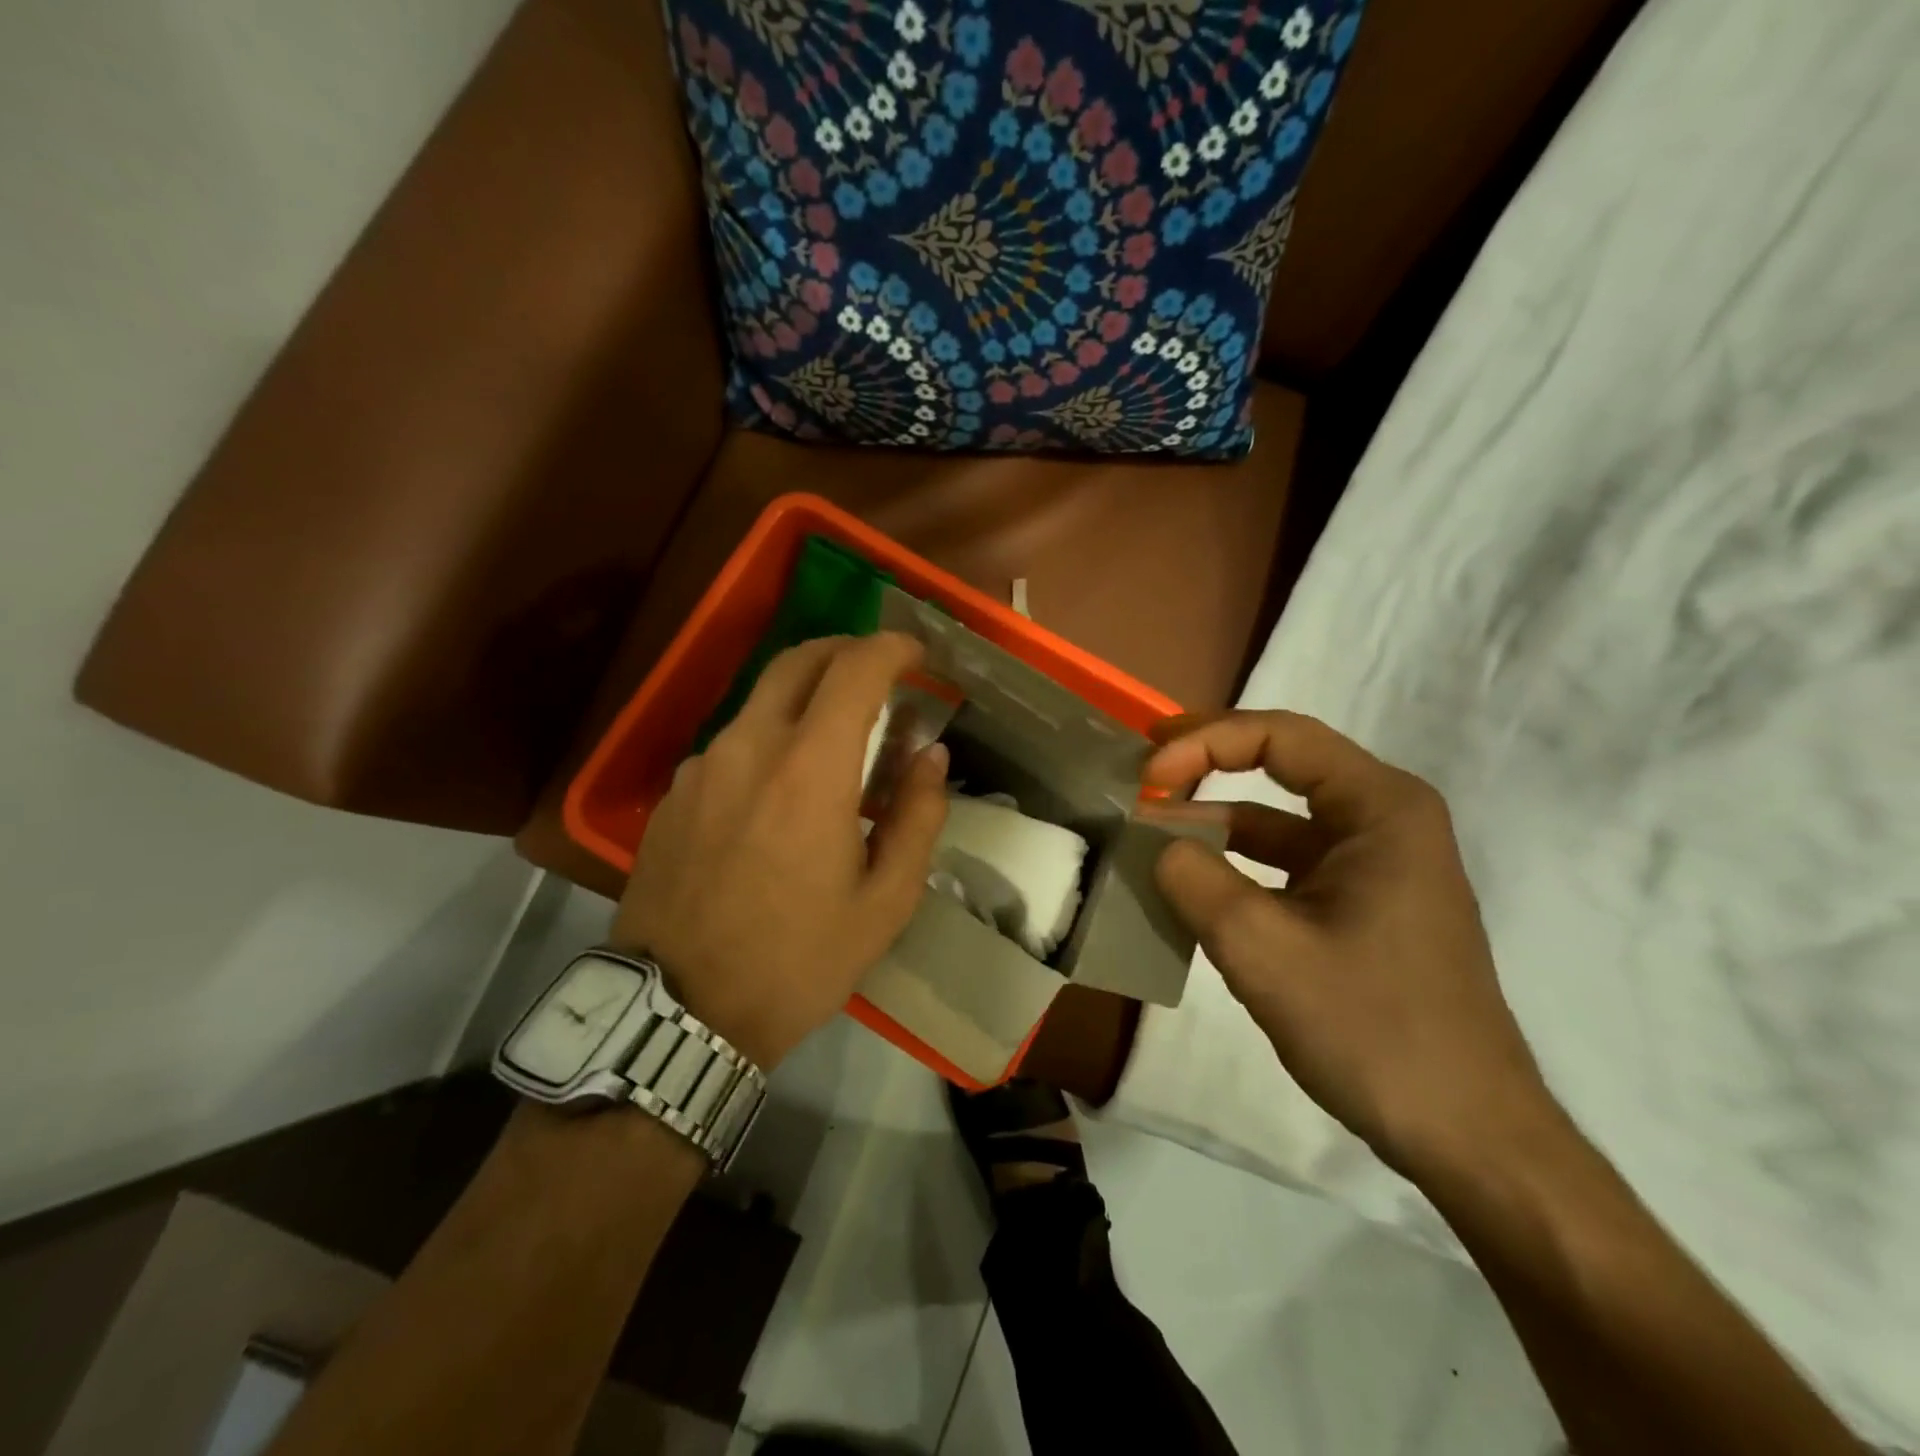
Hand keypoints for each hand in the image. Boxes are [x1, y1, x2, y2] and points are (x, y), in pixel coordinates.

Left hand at [611, 633, 949, 1069]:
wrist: (679, 1012)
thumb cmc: (797, 961)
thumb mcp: (885, 902)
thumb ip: (918, 817)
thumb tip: (931, 755)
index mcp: (810, 769)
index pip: (856, 669)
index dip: (893, 648)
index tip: (918, 656)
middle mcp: (749, 747)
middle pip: (798, 660)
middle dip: (847, 651)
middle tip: (880, 674)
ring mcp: (702, 766)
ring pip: (761, 700)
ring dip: (806, 699)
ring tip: (836, 742)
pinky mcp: (673, 793)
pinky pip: (732, 743)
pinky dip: (769, 739)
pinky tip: (780, 789)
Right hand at [1147, 711, 1553, 1177]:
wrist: (1465, 1134)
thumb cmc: (1373, 1028)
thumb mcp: (1264, 950)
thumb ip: (1196, 881)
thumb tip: (1156, 845)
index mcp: (1381, 808)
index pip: (1280, 737)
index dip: (1204, 744)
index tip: (1148, 776)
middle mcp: (1384, 821)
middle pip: (1281, 766)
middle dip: (1206, 765)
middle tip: (1141, 771)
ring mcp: (1373, 866)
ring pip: (1278, 821)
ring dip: (1212, 823)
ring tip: (1148, 833)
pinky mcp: (1359, 906)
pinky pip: (1284, 867)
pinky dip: (1233, 867)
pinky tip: (1188, 887)